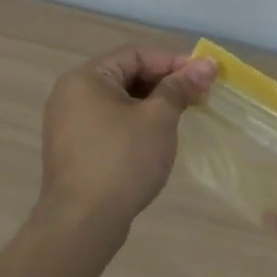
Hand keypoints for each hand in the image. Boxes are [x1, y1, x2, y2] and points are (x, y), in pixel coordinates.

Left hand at [34, 45, 216, 230]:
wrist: (82, 223)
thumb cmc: (122, 161)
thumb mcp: (159, 118)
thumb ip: (181, 87)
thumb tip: (207, 64)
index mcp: (86, 78)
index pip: (136, 54)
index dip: (174, 62)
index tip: (205, 77)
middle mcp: (71, 94)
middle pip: (127, 74)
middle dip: (165, 83)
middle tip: (198, 97)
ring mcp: (69, 123)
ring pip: (120, 100)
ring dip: (154, 104)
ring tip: (183, 117)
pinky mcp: (75, 148)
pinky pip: (111, 122)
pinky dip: (137, 123)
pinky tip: (158, 138)